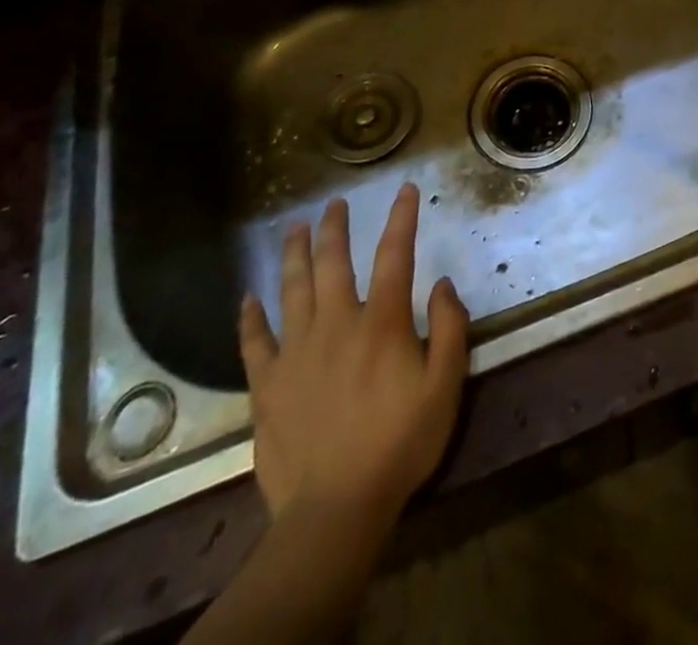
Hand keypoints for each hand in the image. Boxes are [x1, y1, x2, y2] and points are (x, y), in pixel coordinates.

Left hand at [239, 182, 469, 526]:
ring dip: (294, 254)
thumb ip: (449, 328)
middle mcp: (336, 324)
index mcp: (382, 322)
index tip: (406, 189)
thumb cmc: (400, 442)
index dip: (402, 218)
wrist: (336, 508)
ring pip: (292, 290)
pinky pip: (254, 342)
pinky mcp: (268, 385)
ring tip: (294, 228)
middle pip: (333, 262)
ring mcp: (297, 352)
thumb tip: (442, 284)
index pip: (395, 255)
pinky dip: (250, 317)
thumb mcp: (445, 385)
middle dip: (334, 228)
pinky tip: (248, 298)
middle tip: (334, 203)